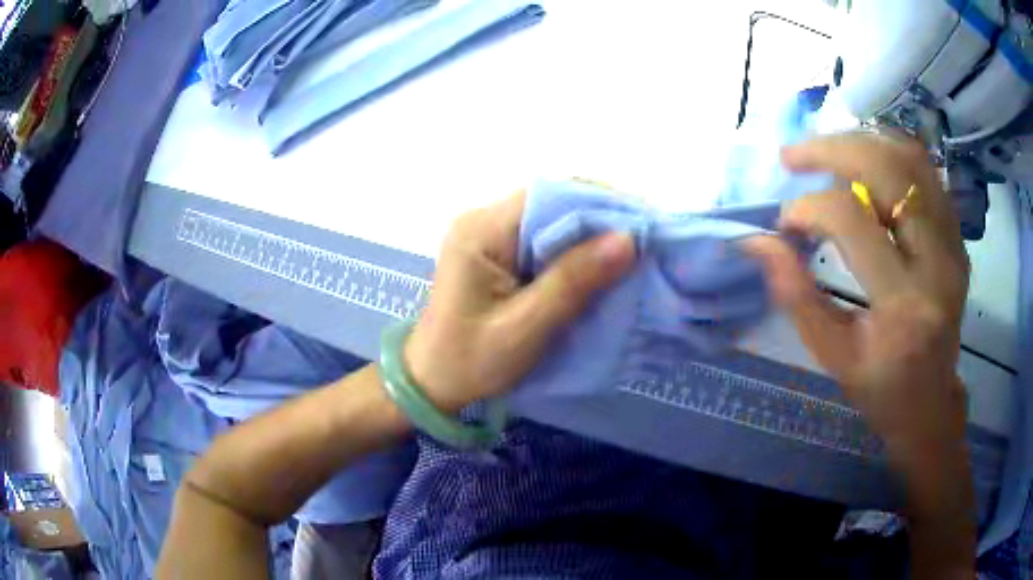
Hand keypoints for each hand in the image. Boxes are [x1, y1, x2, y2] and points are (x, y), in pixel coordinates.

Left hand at [404, 192, 635, 413]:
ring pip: (550, 218)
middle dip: (601, 217)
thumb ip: (573, 282)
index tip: (644, 222)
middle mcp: (482, 220)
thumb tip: (627, 239)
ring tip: (632, 250)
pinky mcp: (494, 251)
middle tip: (647, 239)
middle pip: (552, 202)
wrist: (429, 382)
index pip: (549, 196)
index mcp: (481, 232)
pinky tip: (599, 263)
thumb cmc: (470, 362)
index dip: (600, 202)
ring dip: (590, 233)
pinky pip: (541, 238)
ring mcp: (487, 234)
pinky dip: (573, 249)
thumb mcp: (525, 328)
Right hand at [743, 132, 970, 458]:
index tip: (785, 224)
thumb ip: (796, 295)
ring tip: (827, 151)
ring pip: (910, 159)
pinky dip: (889, 155)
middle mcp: (937, 264)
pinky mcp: (957, 238)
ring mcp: (953, 245)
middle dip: (832, 150)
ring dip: (861, 143)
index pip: (853, 221)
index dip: (809, 209)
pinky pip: (925, 173)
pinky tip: (864, 164)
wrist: (931, 403)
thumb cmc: (880, 389)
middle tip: (793, 156)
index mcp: (903, 306)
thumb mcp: (832, 355)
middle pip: (887, 170)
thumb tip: (758, 242)